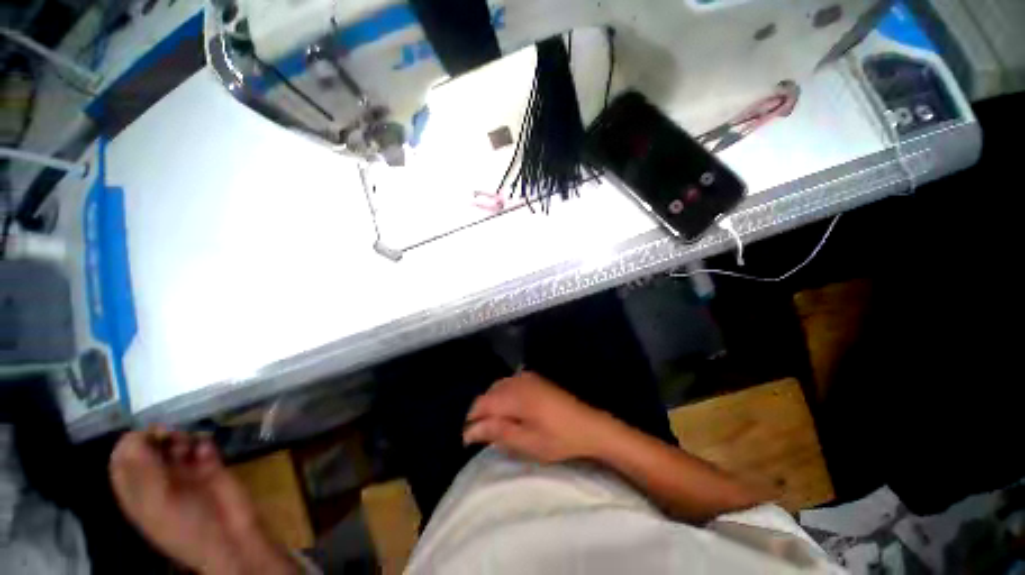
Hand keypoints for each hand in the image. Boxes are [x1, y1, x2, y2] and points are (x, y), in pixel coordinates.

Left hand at [109, 428, 296, 574]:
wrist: (230, 536)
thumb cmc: (185, 527)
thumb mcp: (157, 503)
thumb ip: (142, 470)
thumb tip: (133, 435)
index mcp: (137, 492)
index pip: (122, 459)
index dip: (131, 443)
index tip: (147, 434)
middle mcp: (157, 479)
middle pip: (149, 447)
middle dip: (158, 436)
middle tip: (171, 435)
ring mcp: (185, 473)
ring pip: (176, 443)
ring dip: (182, 437)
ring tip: (191, 445)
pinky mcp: (209, 466)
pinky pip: (202, 445)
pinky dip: (203, 441)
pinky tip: (207, 449)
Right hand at [463, 372, 614, 462]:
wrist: (589, 425)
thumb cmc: (558, 438)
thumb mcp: (527, 442)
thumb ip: (498, 432)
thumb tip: (471, 431)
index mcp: (515, 396)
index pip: (482, 403)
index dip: (472, 421)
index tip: (469, 441)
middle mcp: (518, 381)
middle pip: (489, 393)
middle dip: (482, 412)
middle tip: (483, 435)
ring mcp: (528, 378)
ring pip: (499, 387)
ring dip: (492, 404)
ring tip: (495, 425)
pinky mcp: (536, 379)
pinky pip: (510, 383)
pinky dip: (504, 396)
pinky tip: (510, 410)